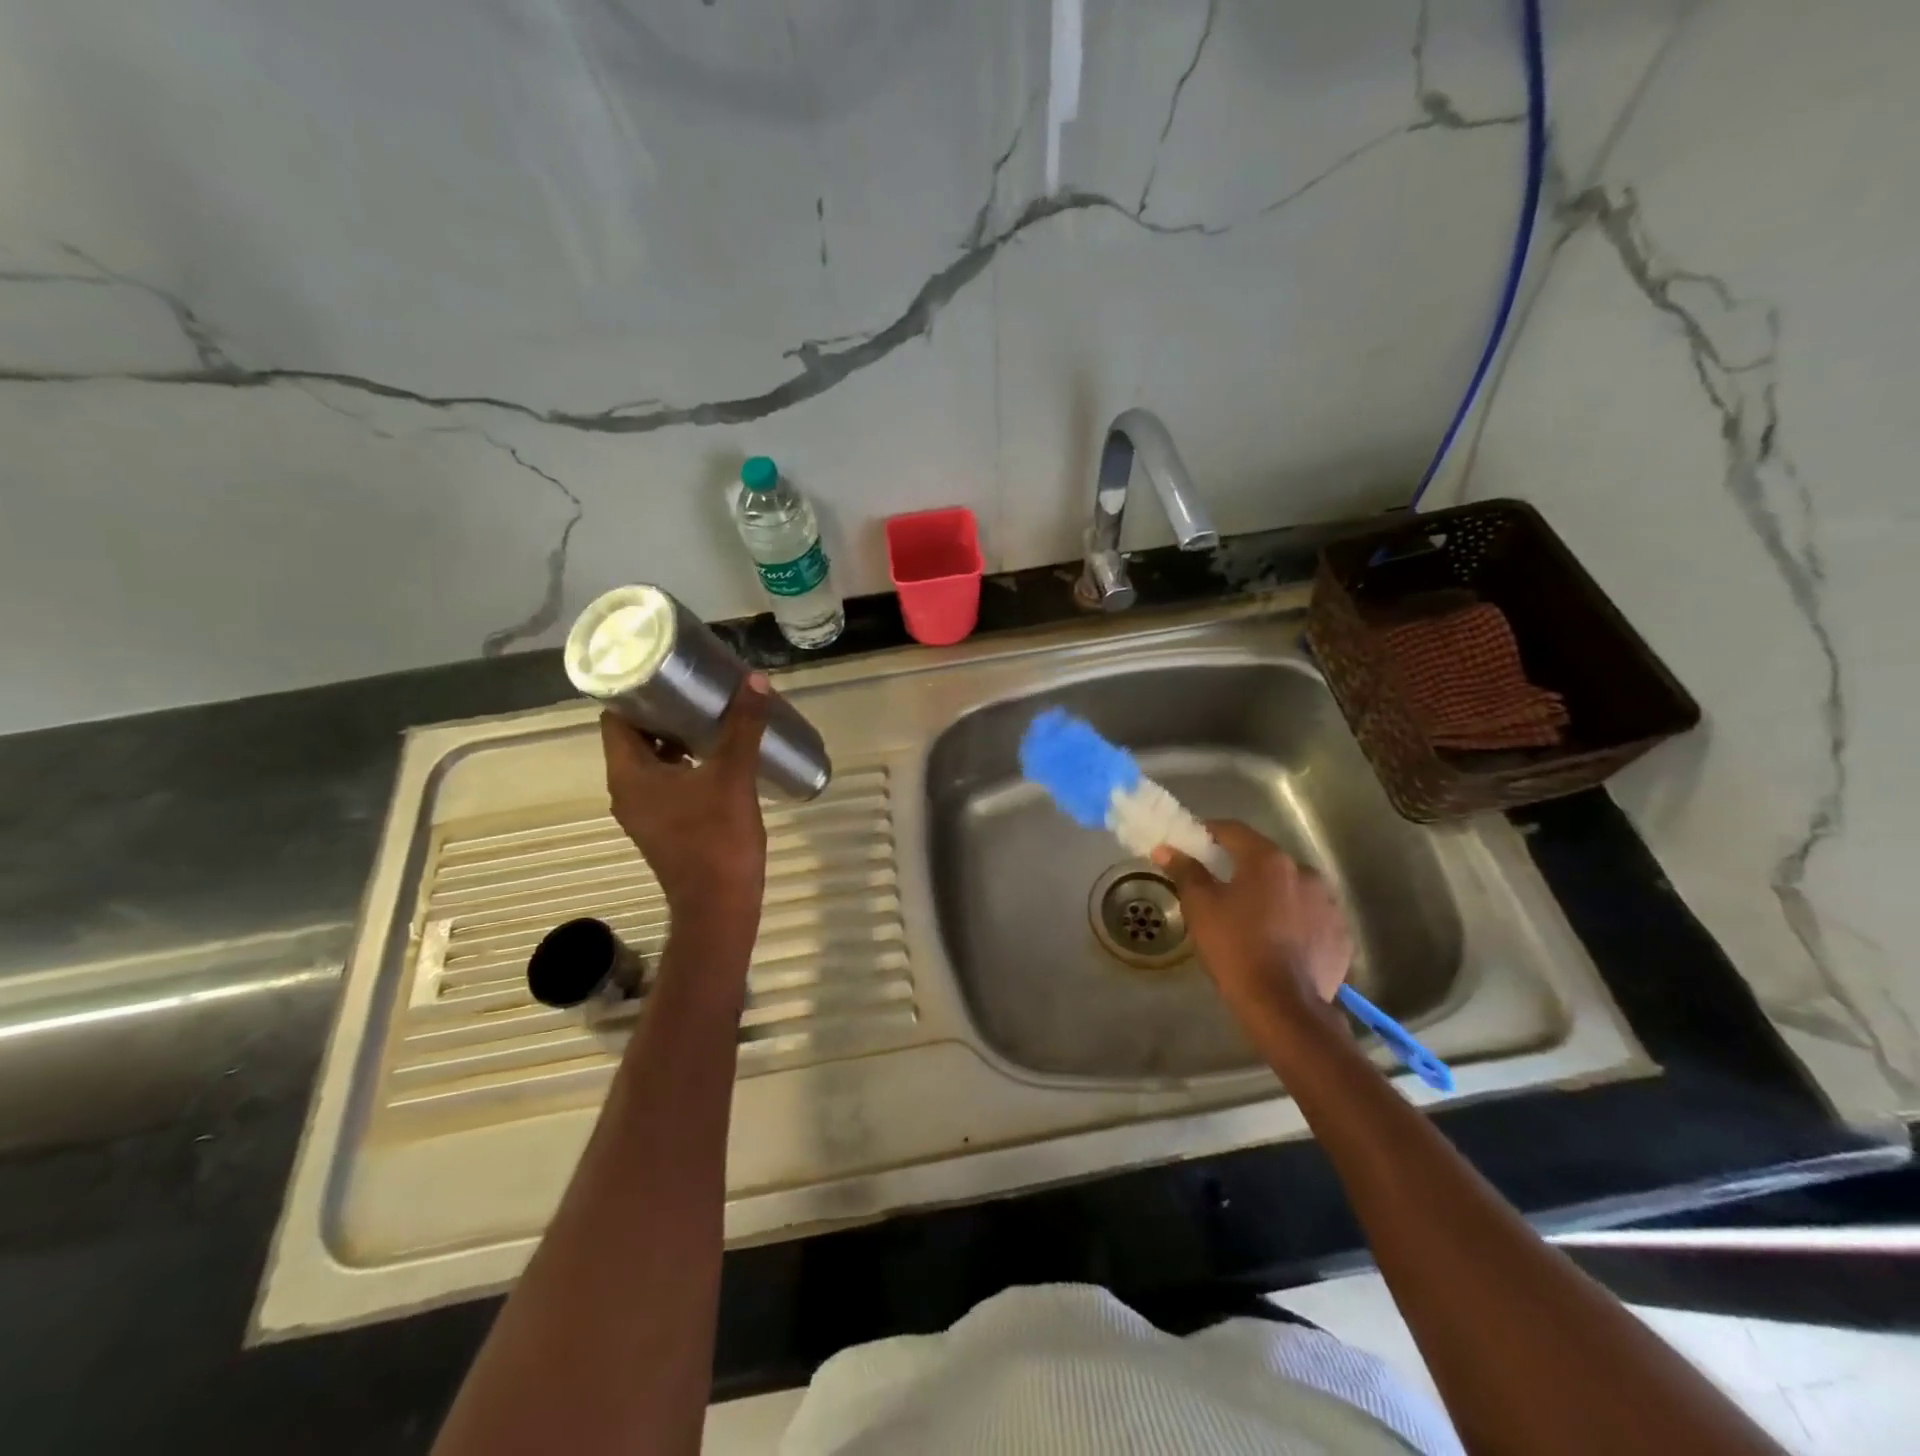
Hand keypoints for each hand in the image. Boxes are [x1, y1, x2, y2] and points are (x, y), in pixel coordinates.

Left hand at [599, 674, 769, 925]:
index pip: (616, 719)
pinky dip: (684, 765)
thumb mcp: (733, 776)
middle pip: (634, 738)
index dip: (637, 693)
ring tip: (712, 717)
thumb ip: (743, 727)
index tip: (668, 673)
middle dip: (663, 713)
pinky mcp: (664, 827)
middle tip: (698, 690)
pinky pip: (666, 783)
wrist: (719, 907)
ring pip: (652, 762)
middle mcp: (627, 791)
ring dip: (676, 739)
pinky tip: (718, 757)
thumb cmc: (717, 839)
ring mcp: (644, 813)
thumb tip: (755, 680)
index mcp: (629, 775)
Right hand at [1153, 820, 1352, 1021]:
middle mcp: (1305, 872)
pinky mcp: (1341, 935)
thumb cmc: (1235, 948)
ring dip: (1272, 895)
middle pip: (1266, 860)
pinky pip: (1311, 918)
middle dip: (1242, 868)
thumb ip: (1186, 871)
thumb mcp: (1200, 907)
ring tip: (1252, 920)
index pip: (1234, 831)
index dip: (1209, 832)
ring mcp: (1329, 904)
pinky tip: (1279, 943)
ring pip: (1291, 889)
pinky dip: (1294, 922)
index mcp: (1268, 860)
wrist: (1283, 1007)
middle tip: (1220, 887)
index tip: (1193, 843)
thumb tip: (1166, 849)